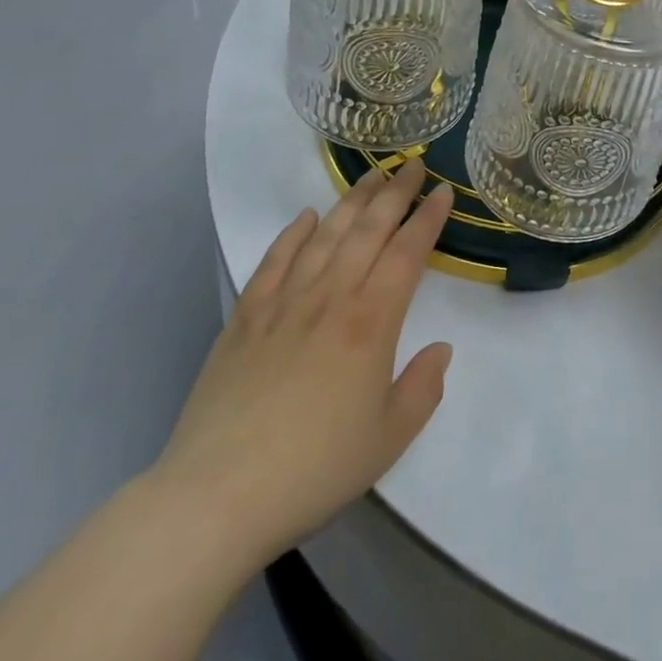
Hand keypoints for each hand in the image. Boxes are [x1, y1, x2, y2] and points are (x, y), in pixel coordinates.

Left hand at [147, 160, 454, 572]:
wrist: (217, 496)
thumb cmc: (314, 469)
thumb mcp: (389, 439)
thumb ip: (423, 388)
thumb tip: (440, 348)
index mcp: (371, 322)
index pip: (408, 252)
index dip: (429, 218)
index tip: (444, 191)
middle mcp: (331, 297)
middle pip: (369, 229)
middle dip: (396, 192)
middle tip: (414, 164)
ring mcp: (284, 302)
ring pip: (326, 234)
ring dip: (352, 200)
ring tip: (371, 175)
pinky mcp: (245, 316)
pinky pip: (274, 260)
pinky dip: (293, 233)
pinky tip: (306, 216)